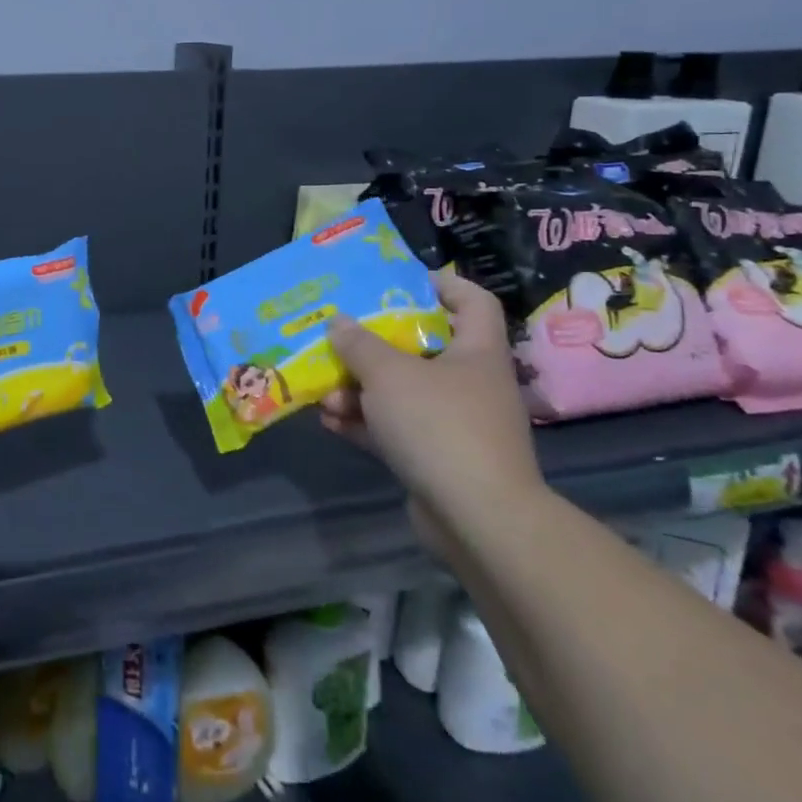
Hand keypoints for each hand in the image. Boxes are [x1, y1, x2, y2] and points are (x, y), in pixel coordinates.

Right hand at [320, 268, 543, 537]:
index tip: (397, 282)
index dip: (440, 284)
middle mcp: (470, 382)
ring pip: (402, 392)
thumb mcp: (389, 374)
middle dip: (374, 345)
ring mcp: (455, 423)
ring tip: (323, 392)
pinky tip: (328, 420)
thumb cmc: (439, 426)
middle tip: (338, 338)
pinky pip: (395, 429)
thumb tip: (339, 322)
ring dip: (360, 390)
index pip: (471, 301)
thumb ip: (359, 344)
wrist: (478, 518)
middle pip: (422, 348)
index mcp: (476, 351)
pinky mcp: (438, 458)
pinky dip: (364, 423)